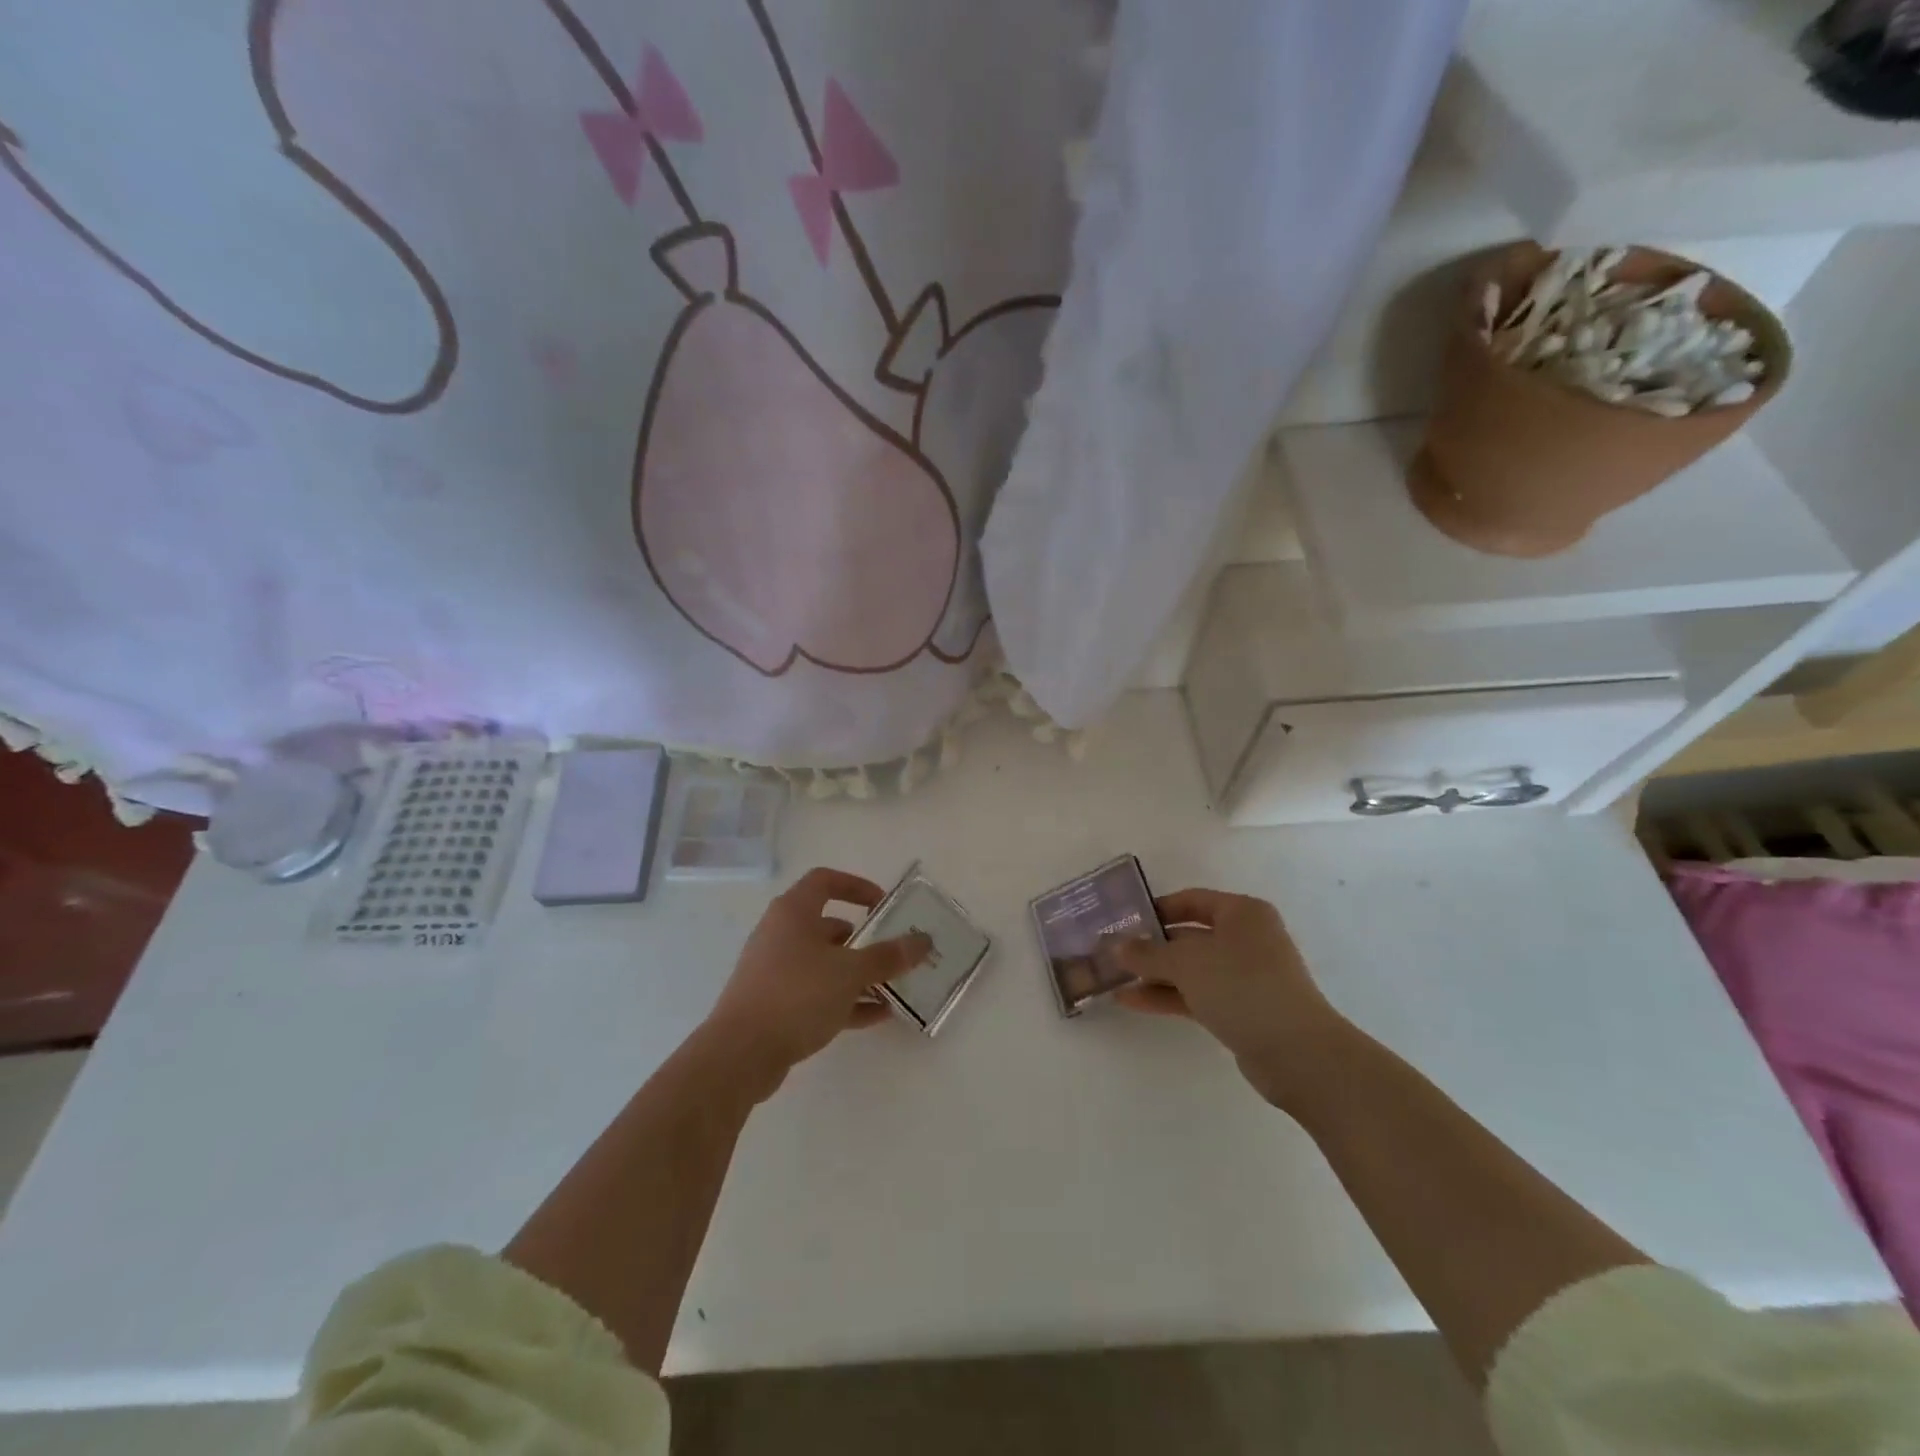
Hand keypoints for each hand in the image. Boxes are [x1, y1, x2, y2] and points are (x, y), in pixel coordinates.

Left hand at [705, 867, 929, 1099]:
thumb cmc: (797, 994)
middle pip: (827, 925)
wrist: (740, 1053)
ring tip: (891, 988)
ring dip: (857, 973)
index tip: (883, 905)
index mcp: (794, 912)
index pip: (825, 881)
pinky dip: (844, 999)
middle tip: (892, 952)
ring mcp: (774, 970)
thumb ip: (888, 956)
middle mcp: (780, 934)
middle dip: (863, 939)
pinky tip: (875, 1016)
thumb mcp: (851, 972)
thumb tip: (923, 941)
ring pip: (823, 963)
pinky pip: (815, 993)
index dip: (856, 886)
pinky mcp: (773, 1004)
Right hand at [1113, 888, 1348, 1110]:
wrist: (1298, 1054)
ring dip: (1154, 974)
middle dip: (1151, 946)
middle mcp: (1246, 939)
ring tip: (1114, 979)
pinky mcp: (1241, 1009)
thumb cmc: (1243, 987)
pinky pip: (1197, 994)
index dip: (1156, 909)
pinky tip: (1132, 1001)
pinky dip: (1168, 995)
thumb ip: (1148, 953)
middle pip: (1189, 936)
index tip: (1123, 921)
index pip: (1191, 900)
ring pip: (1190, 969)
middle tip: (1112, 953)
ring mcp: (1245, 976)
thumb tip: (1116, 946)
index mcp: (1242, 913)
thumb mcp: (1187, 963)